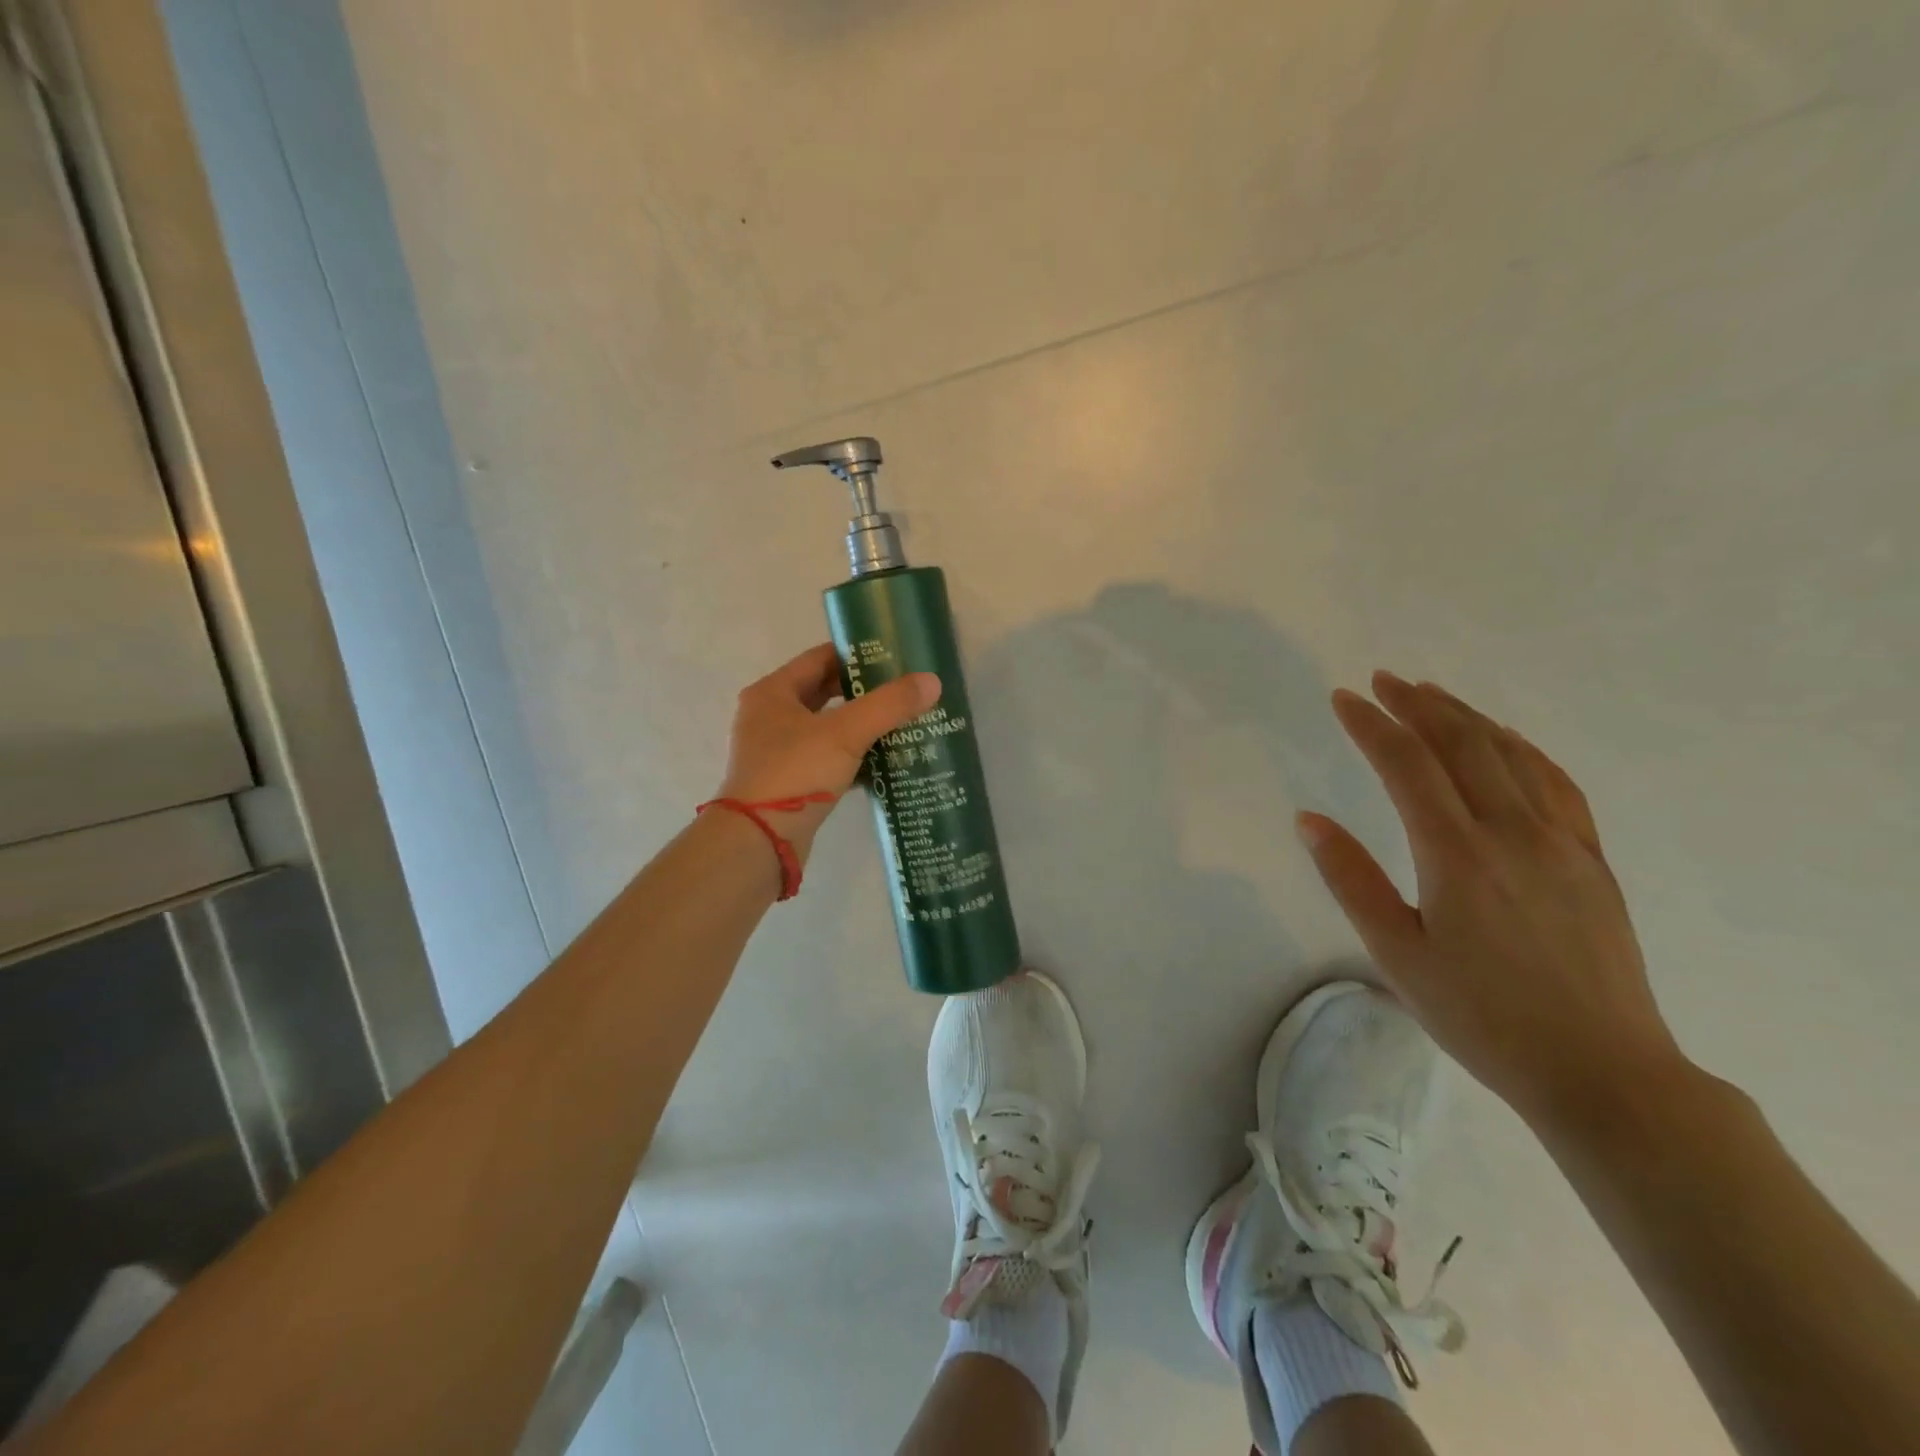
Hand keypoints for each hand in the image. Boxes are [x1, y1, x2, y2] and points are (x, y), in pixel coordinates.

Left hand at [715, 643, 939, 864]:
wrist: (760, 842)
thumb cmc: (796, 773)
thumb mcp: (846, 733)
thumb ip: (889, 705)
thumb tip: (932, 681)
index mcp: (772, 693)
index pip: (819, 659)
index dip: (856, 656)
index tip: (894, 658)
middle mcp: (769, 718)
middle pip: (823, 693)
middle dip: (863, 693)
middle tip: (903, 691)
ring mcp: (777, 753)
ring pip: (827, 729)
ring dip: (860, 726)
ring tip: (901, 723)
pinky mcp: (790, 783)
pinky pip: (827, 760)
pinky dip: (853, 758)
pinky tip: (885, 762)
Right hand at [1300, 671, 1686, 1124]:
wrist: (1603, 1071)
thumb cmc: (1481, 1016)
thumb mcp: (1396, 954)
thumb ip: (1350, 879)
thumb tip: (1309, 820)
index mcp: (1456, 854)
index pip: (1406, 765)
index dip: (1371, 725)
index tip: (1342, 698)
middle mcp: (1512, 832)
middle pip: (1462, 744)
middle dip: (1417, 705)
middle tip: (1382, 681)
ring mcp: (1562, 842)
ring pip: (1511, 754)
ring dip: (1467, 716)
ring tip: (1431, 695)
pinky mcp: (1592, 860)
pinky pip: (1557, 783)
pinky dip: (1522, 748)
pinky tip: (1506, 741)